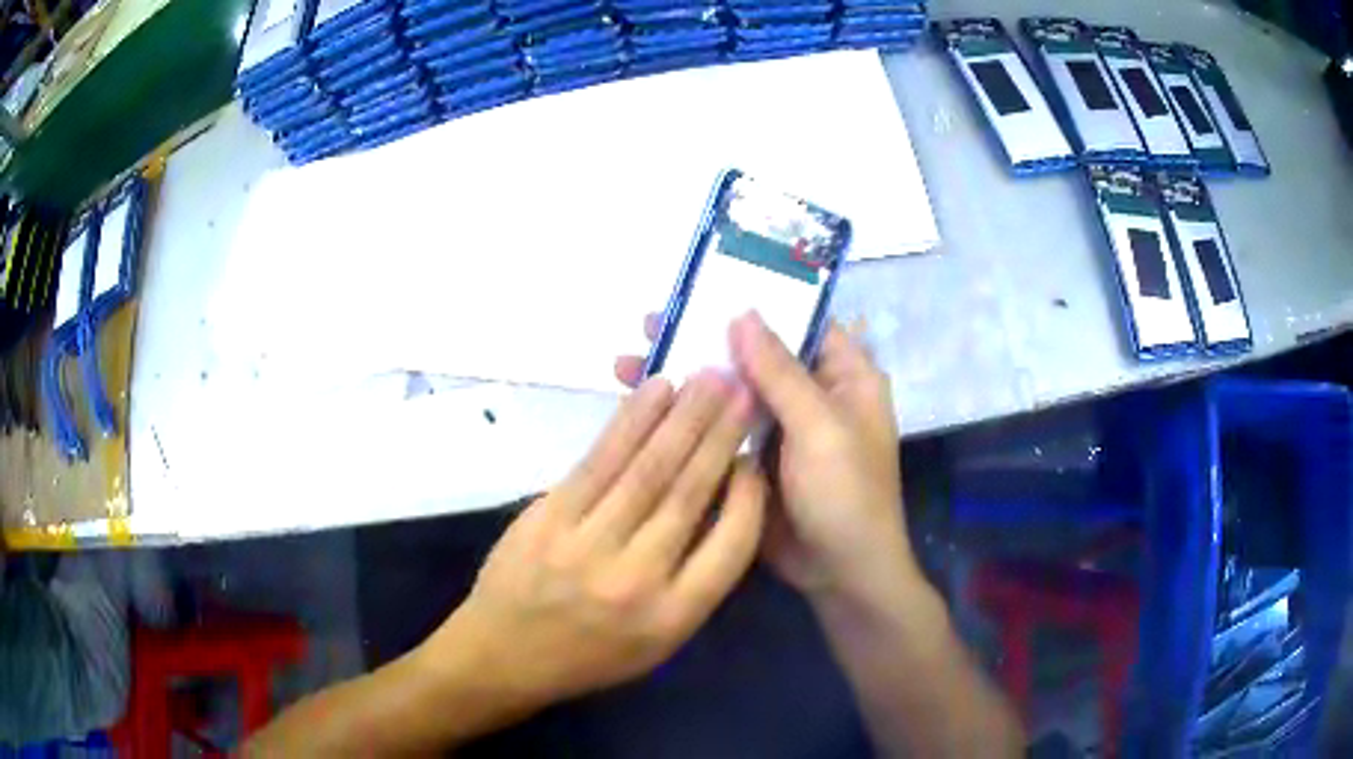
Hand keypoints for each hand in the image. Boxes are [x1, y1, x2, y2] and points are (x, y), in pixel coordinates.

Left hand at [426, 372, 765, 706]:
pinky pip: (598, 461)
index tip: (755, 455)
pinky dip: (631, 423)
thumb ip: (695, 580)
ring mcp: (586, 544)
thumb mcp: (658, 641)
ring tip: (708, 379)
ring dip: (683, 418)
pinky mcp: (548, 517)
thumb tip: (722, 501)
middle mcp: (636, 579)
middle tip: (744, 389)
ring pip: (647, 469)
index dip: (750, 494)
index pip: (731, 544)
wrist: (502, 655)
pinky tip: (655, 394)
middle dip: (721, 435)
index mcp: (673, 617)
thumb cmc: (589, 654)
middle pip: (689, 494)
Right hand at [617, 312, 917, 604]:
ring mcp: (780, 427)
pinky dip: (688, 416)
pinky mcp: (753, 458)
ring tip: (629, 359)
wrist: (840, 574)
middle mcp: (811, 393)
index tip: (704, 287)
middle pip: (756, 353)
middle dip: (706, 337)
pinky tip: (645, 407)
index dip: (756, 302)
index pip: (799, 321)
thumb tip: (743, 313)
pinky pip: (720, 427)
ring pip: (732, 389)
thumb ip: (780, 371)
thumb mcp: (819, 427)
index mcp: (843, 375)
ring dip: (689, 375)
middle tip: (651, 322)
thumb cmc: (847, 494)